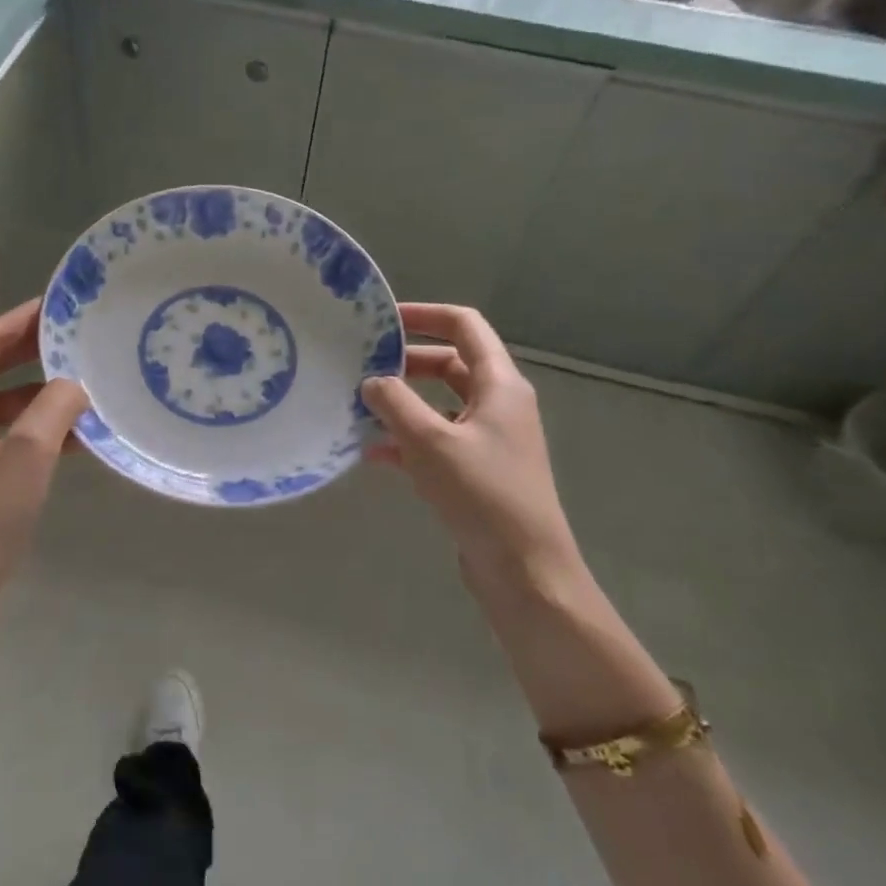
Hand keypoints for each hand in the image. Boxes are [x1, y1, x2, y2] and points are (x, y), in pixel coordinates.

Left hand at [0, 300, 87, 624]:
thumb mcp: (27, 456)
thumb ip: (54, 408)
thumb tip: (75, 384)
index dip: (18, 321)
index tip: (55, 306)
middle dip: (30, 355)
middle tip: (74, 339)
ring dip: (37, 398)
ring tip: (83, 387)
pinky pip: (2, 441)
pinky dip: (33, 434)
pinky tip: (74, 439)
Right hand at [362, 304, 582, 598]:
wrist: (525, 570)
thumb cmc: (482, 493)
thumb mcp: (430, 441)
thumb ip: (395, 403)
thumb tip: (372, 381)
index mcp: (500, 384)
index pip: (464, 326)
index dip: (425, 315)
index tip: (383, 319)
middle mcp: (499, 404)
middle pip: (450, 364)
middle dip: (405, 363)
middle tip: (362, 366)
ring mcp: (489, 440)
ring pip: (439, 405)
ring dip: (403, 404)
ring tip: (359, 408)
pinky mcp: (478, 471)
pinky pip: (438, 441)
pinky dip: (408, 440)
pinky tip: (372, 453)